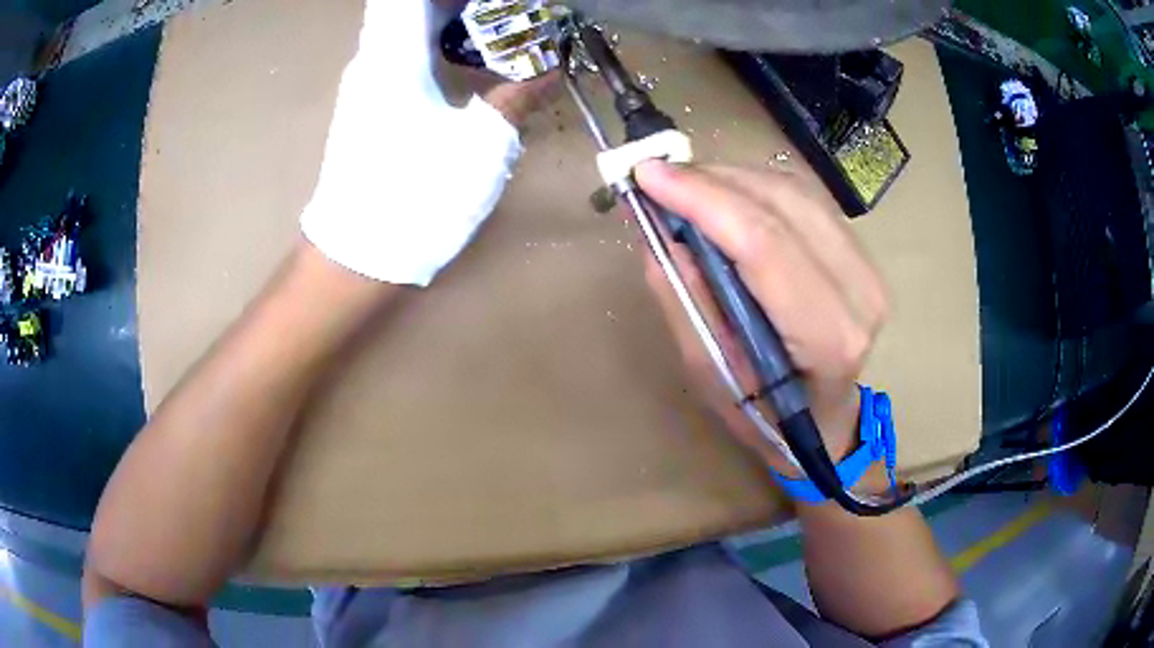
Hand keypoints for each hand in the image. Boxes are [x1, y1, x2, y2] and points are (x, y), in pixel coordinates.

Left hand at [301, 0, 550, 287]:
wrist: (358, 255)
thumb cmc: (417, 197)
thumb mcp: (482, 146)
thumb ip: (518, 97)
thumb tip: (550, 70)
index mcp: (395, 57)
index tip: (491, 1)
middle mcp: (372, 60)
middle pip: (409, 6)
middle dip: (457, 4)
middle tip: (507, 13)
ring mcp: (364, 84)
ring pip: (403, 27)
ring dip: (446, 19)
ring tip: (494, 28)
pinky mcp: (366, 107)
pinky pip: (400, 53)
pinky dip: (433, 43)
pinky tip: (465, 61)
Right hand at [634, 162, 889, 475]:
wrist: (825, 422)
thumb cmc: (766, 416)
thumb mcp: (711, 374)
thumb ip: (687, 300)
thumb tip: (658, 230)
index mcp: (827, 336)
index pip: (764, 243)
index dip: (704, 199)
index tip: (648, 174)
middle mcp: (860, 292)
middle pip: (783, 204)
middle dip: (712, 180)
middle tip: (658, 177)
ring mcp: (868, 268)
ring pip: (795, 191)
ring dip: (732, 177)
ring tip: (684, 186)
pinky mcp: (862, 253)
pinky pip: (804, 198)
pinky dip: (756, 186)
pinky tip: (723, 195)